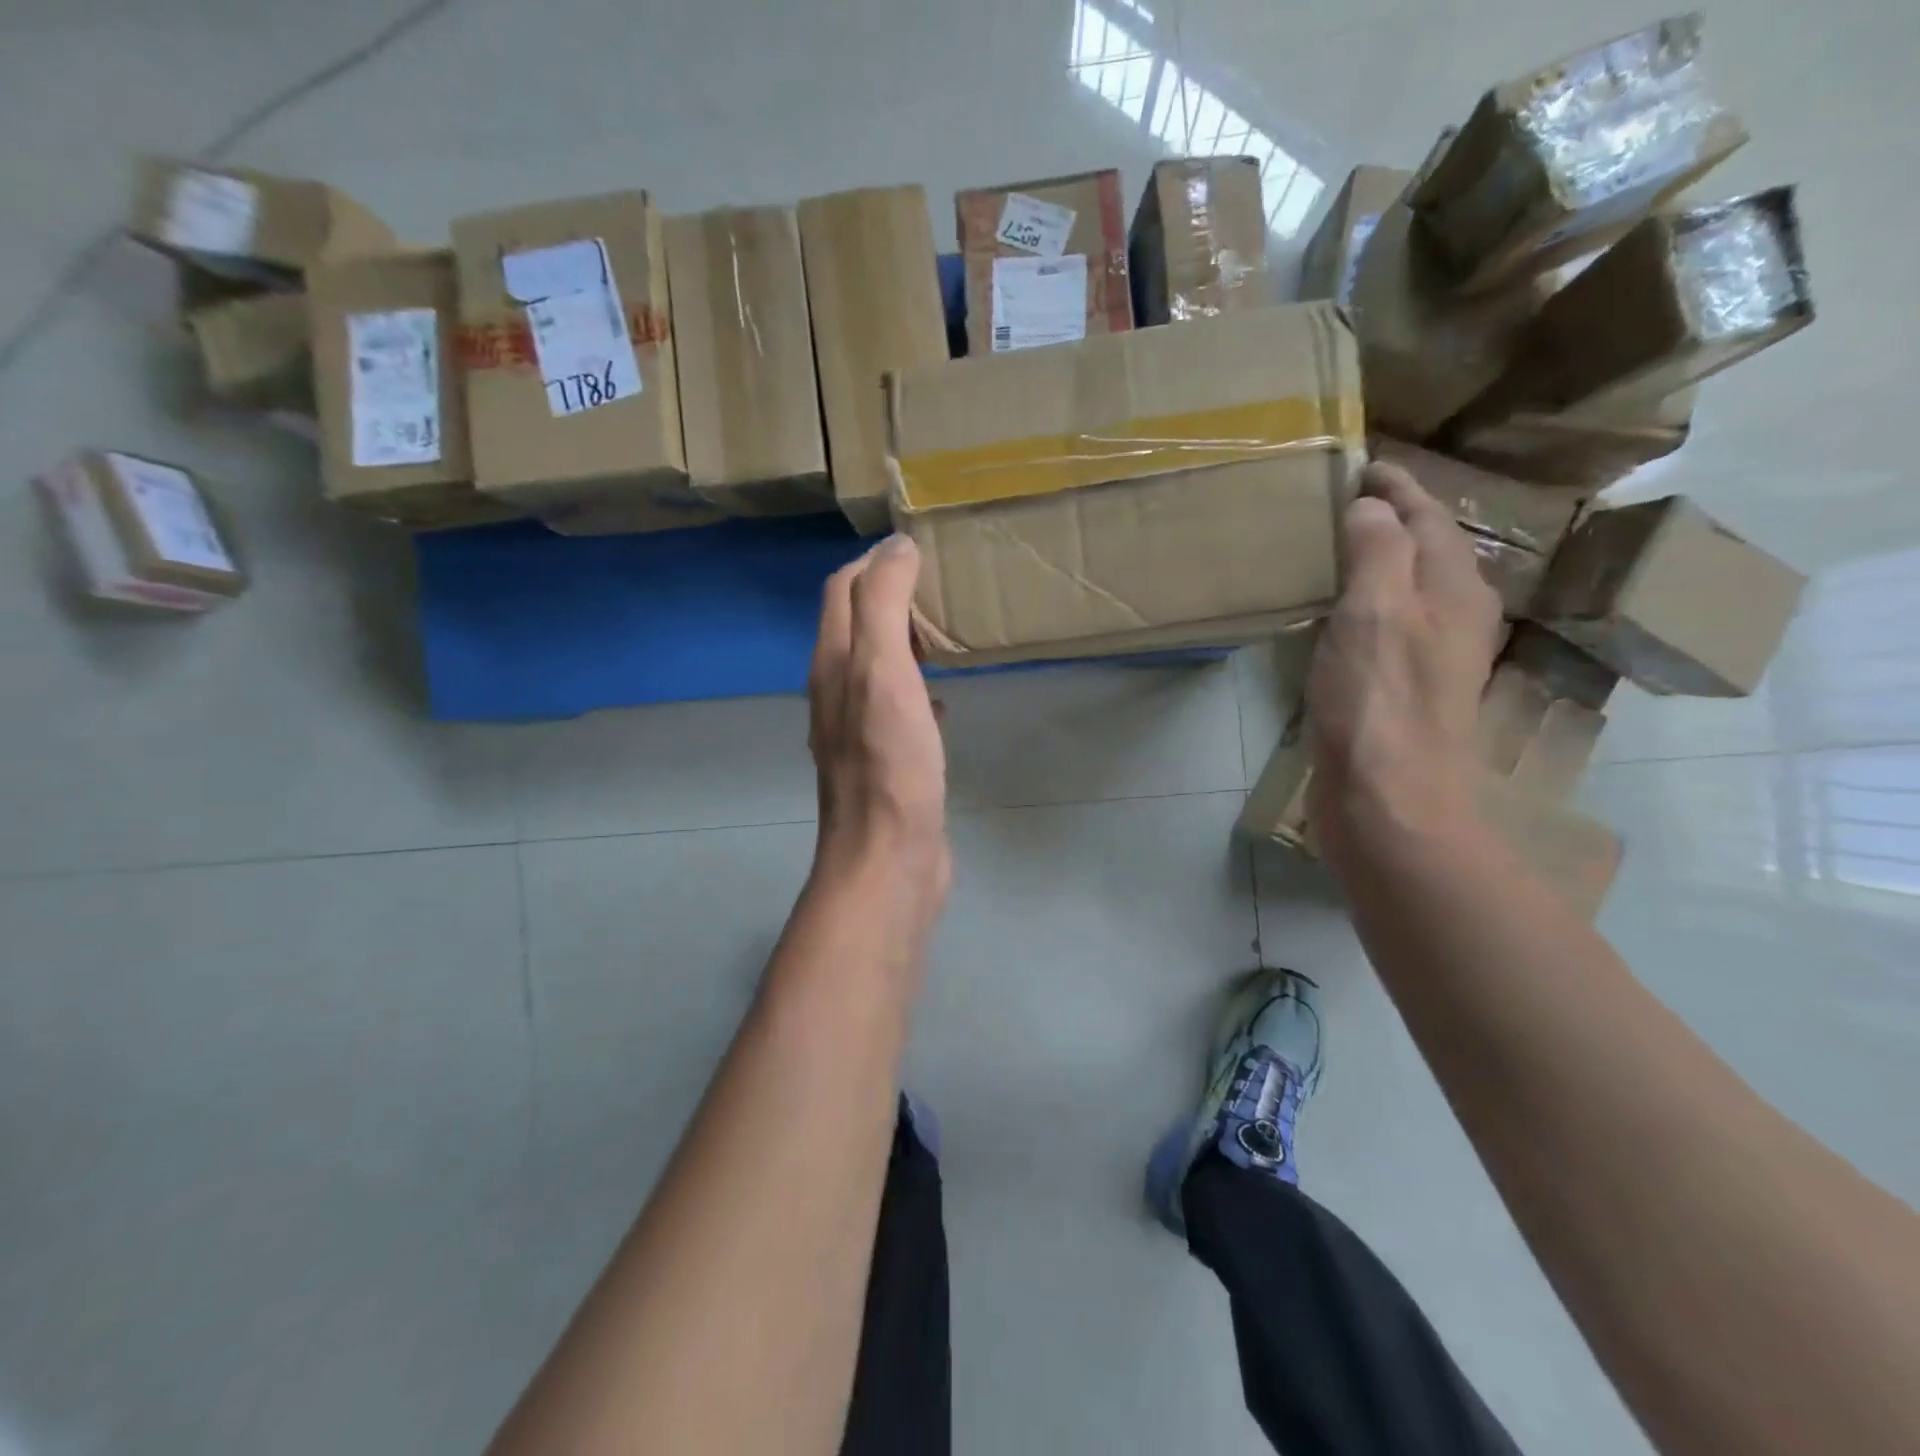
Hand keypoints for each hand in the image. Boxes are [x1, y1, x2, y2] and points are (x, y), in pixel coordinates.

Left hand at [808, 536, 950, 904]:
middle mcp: (837, 691)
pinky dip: (918, 691)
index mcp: (833, 664)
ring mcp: (859, 730)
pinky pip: (898, 711)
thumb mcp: (883, 670)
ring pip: (878, 668)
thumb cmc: (889, 763)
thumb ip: (883, 604)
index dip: (875, 562)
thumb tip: (895, 545)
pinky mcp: (885, 762)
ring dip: (905, 644)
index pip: (842, 590)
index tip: (922, 551)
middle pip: (856, 625)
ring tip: (946, 634)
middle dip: (891, 597)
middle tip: (941, 588)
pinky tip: (945, 700)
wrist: (887, 858)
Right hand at [1306, 462, 1502, 852]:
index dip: (1398, 489)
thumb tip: (1371, 508)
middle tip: (1343, 501)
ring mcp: (1428, 658)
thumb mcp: (1375, 613)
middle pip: (1425, 551)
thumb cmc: (1379, 703)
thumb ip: (1376, 552)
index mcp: (1453, 590)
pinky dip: (1362, 604)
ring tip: (1335, 547)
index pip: (1428, 519)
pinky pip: (1384, 626)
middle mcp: (1451, 618)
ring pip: (1405, 590)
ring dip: (1377, 562)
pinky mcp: (1399, 691)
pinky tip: (1335, 615)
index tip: (1362, 465)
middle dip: (1391, 520)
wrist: (1388, 800)